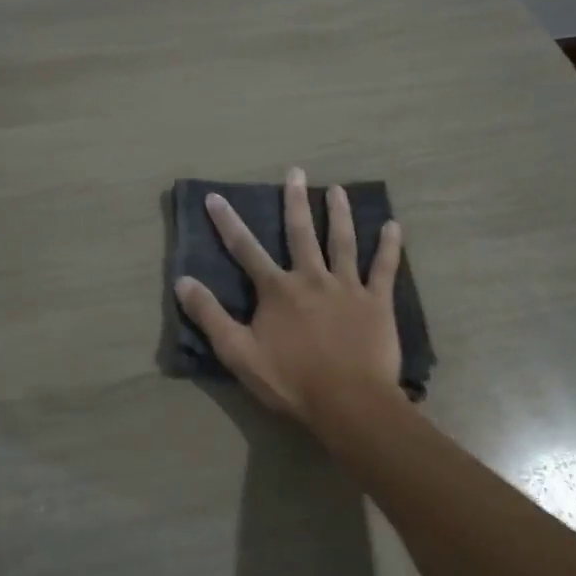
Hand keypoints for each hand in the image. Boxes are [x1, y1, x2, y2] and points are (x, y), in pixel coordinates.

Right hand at [175, 167, 404, 428]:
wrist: (349, 403)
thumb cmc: (290, 381)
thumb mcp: (238, 353)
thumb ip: (210, 316)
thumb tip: (182, 281)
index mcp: (277, 290)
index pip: (246, 249)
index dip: (228, 222)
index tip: (216, 196)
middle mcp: (311, 278)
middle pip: (301, 233)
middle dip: (295, 201)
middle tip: (296, 172)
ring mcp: (347, 287)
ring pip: (342, 242)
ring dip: (339, 214)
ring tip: (338, 190)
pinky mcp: (376, 302)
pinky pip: (384, 268)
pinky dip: (389, 247)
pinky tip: (393, 226)